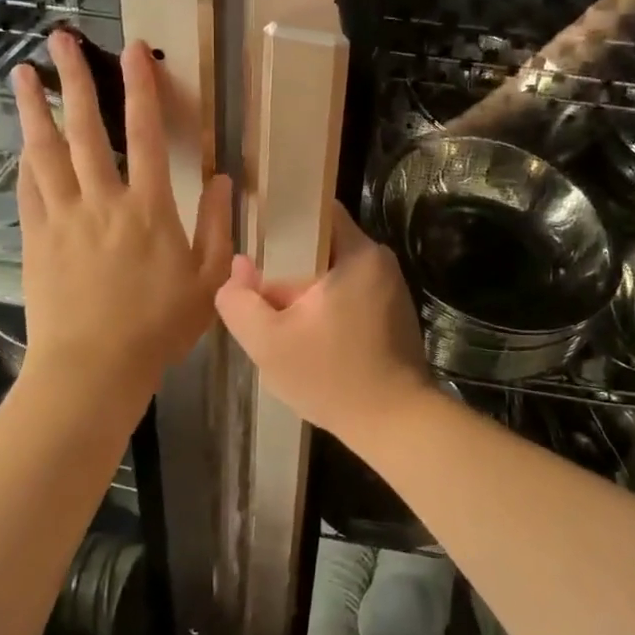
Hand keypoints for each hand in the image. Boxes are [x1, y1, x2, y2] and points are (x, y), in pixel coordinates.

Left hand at [12, 31, 231, 401]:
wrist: (94, 368)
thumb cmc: (159, 327)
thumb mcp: (209, 281)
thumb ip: (218, 227)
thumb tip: (224, 180)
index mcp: (148, 208)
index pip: (144, 134)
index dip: (140, 88)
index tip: (132, 51)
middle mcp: (102, 201)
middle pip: (85, 129)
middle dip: (72, 80)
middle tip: (58, 39)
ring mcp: (63, 218)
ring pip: (46, 152)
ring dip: (34, 110)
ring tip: (21, 74)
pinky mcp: (37, 239)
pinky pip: (29, 190)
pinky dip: (26, 161)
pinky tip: (22, 143)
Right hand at [214, 204, 434, 444]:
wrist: (396, 424)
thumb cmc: (332, 377)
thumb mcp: (269, 343)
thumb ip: (240, 301)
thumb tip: (237, 268)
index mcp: (358, 253)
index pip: (317, 209)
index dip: (284, 217)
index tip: (257, 236)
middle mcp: (380, 261)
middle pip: (322, 244)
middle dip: (289, 263)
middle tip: (260, 287)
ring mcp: (390, 287)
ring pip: (334, 272)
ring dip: (307, 288)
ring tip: (279, 314)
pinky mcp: (394, 313)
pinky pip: (351, 292)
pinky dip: (328, 305)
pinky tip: (309, 334)